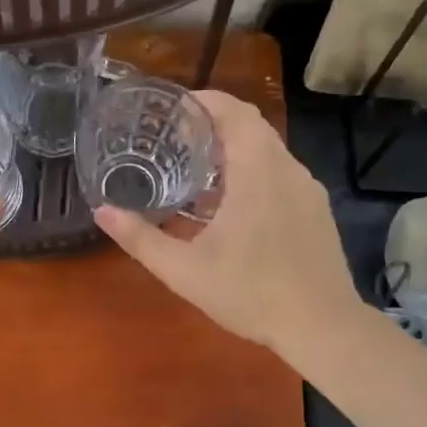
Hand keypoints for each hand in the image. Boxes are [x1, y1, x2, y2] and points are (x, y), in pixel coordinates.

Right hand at [93, 90, 361, 354]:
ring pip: (267, 149)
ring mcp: (307, 188)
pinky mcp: (315, 209)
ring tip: (195, 168)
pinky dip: (252, 170)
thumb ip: (140, 238)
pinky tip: (230, 204)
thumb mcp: (185, 270)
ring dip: (233, 148)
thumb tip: (101, 211)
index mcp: (257, 170)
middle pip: (250, 125)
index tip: (171, 107)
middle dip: (212, 123)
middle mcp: (287, 168)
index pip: (234, 111)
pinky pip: (280, 172)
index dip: (202, 100)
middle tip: (174, 136)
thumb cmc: (252, 293)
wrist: (324, 327)